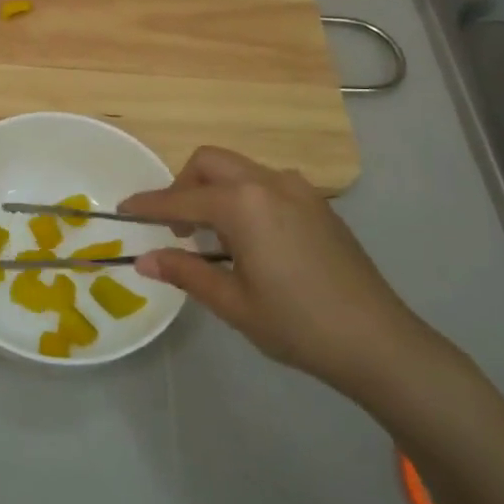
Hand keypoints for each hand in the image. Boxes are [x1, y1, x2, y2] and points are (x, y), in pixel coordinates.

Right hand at [119, 146, 436, 395]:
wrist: (379, 342)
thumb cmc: (297, 324)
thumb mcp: (232, 302)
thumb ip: (185, 272)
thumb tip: (143, 261)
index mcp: (242, 204)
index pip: (180, 199)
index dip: (148, 205)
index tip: (123, 210)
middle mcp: (268, 183)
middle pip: (210, 162)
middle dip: (184, 185)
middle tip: (178, 226)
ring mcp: (299, 190)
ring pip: (240, 169)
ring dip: (215, 188)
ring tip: (214, 235)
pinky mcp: (319, 204)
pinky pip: (267, 183)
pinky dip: (244, 196)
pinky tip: (251, 238)